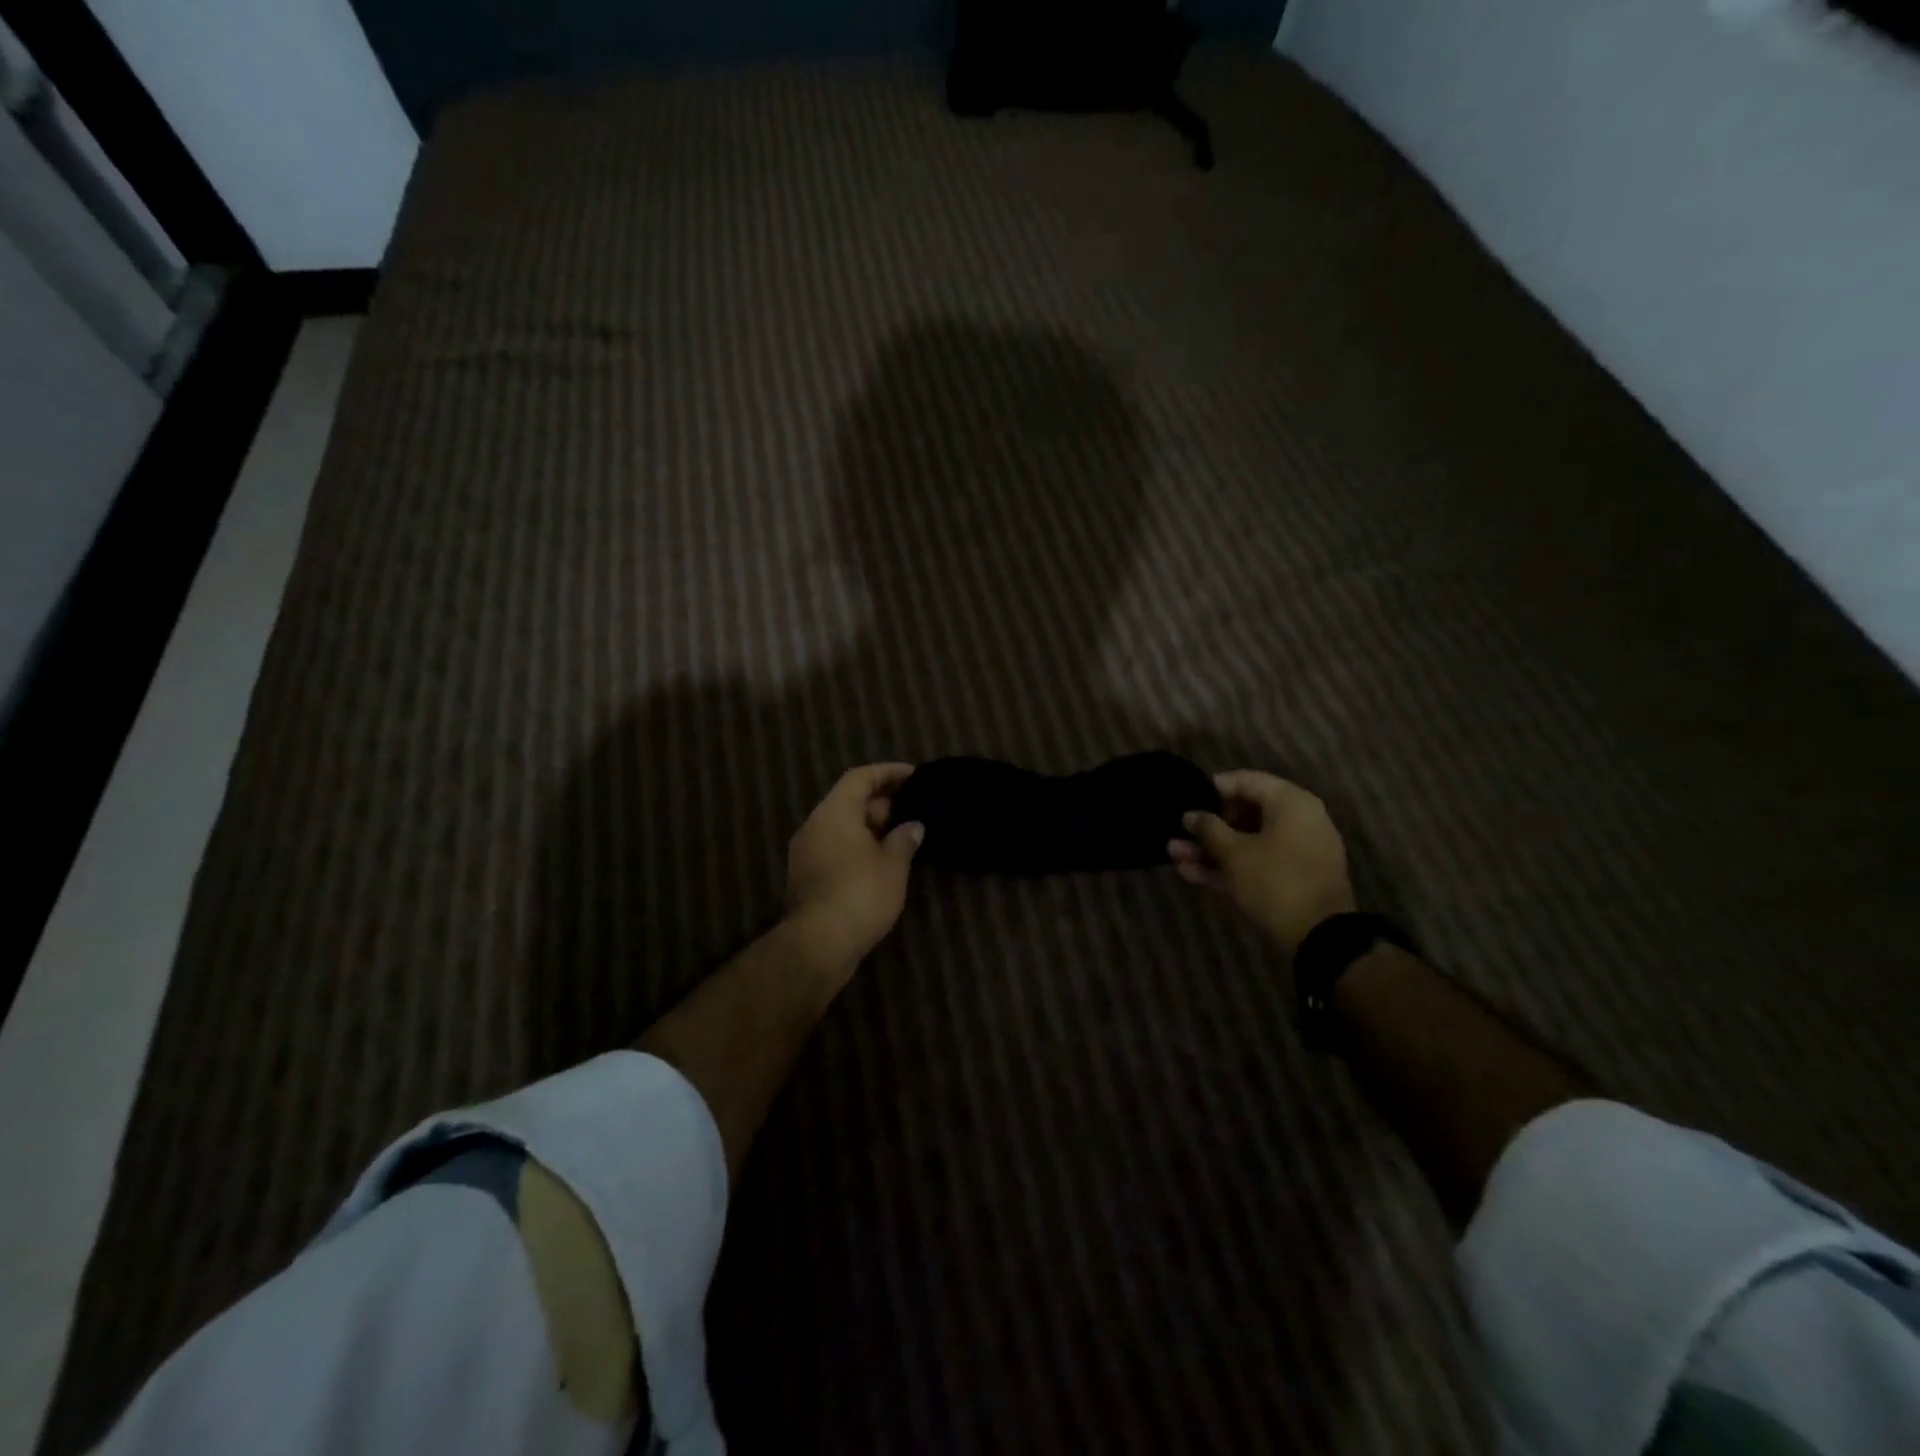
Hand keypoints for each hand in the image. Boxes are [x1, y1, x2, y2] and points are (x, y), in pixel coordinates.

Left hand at [782, 763, 923, 979]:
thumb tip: (913, 825)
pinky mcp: (806, 877)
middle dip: (882, 802)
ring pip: (841, 827)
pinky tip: (881, 861)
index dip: (888, 772)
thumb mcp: (892, 866)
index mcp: (834, 813)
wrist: (817, 945)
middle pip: (848, 801)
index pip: (860, 778)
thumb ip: (904, 839)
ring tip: (902, 835)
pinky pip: (835, 847)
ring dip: (870, 827)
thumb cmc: (860, 895)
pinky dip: (858, 846)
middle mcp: (814, 825)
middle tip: (913, 808)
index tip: (915, 775)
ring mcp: (806, 852)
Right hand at [1170, 770, 1355, 955]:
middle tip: (1178, 833)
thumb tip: (1191, 815)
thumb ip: (1209, 829)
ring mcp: (1295, 851)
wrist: (1321, 937)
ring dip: (1211, 850)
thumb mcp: (1235, 853)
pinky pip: (1256, 863)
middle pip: (1245, 813)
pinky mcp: (1291, 878)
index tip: (1187, 798)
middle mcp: (1297, 821)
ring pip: (1247, 842)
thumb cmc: (1276, 880)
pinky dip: (1229, 867)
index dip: (1213, 788)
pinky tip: (1192, 874)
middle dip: (1208, 826)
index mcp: (1290, 803)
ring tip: (1175, 855)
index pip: (1247, 781)